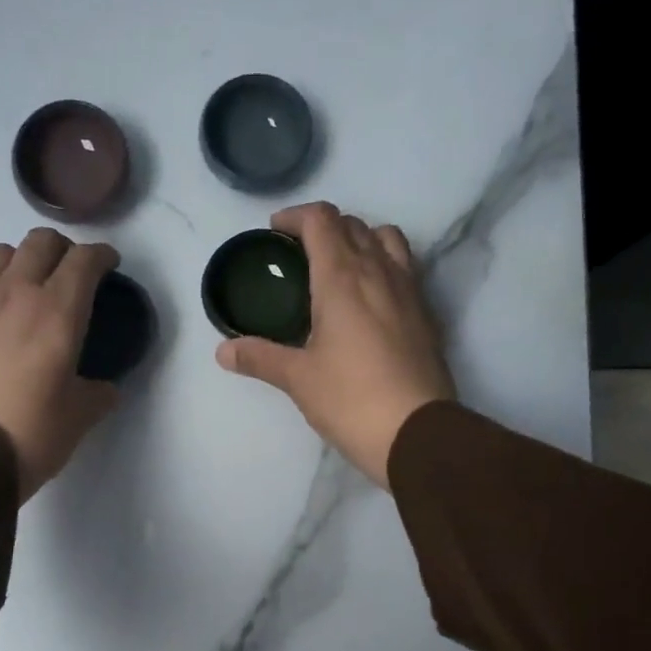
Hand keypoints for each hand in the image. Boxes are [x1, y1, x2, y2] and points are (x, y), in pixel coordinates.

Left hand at [0, 228, 120, 501]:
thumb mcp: (79, 418)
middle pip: (41, 243)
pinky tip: (4, 316)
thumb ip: (98, 393)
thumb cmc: (29, 432)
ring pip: (3, 253)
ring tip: (34, 286)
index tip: (110, 266)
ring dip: (25, 259)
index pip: (84, 260)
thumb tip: (103, 387)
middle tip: (74, 273)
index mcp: (57, 312)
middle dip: (64, 249)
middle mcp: (17, 294)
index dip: (102, 256)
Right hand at [216, 201, 454, 489]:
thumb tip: (223, 351)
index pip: (321, 220)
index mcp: (343, 278)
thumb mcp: (298, 379)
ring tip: (339, 267)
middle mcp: (380, 272)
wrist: (416, 433)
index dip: (295, 217)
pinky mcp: (426, 315)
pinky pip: (405, 269)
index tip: (275, 232)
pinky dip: (383, 266)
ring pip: (387, 239)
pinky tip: (369, 300)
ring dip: (361, 239)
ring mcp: (409, 291)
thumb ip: (260, 358)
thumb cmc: (351, 399)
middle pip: (354, 225)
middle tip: (299, 254)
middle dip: (324, 228)